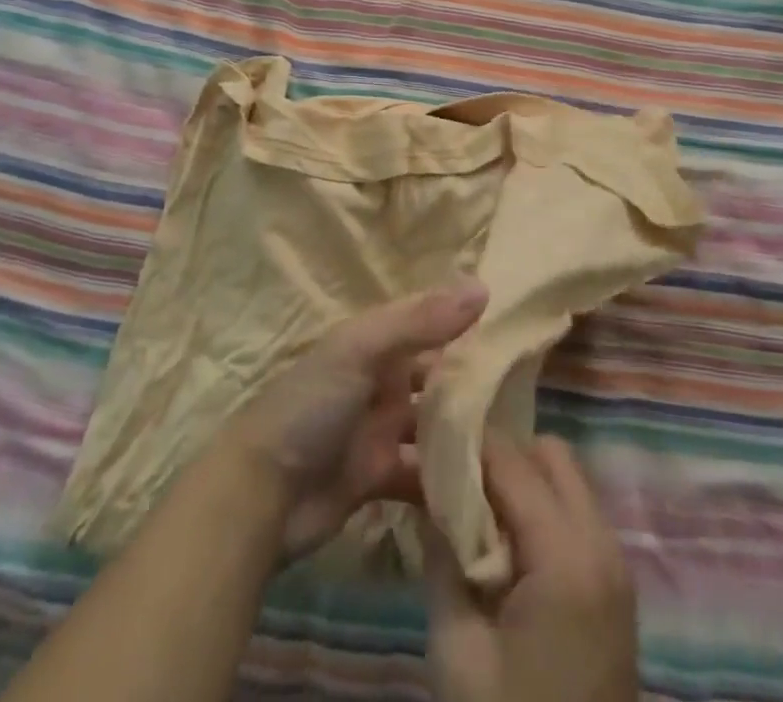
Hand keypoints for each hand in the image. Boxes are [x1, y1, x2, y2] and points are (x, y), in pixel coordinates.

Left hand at [223, 280, 488, 561]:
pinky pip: (422, 477)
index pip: (428, 324)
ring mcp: (379, 432)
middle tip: (524, 397)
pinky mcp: (378, 479)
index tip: (514, 331)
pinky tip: (483, 491)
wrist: (258, 495)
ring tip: (513, 446)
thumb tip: (483, 288)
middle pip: (434, 378)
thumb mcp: (362, 350)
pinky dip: (446, 483)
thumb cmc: (310, 406)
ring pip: (432, 428)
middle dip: (471, 386)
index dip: (464, 324)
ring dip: (463, 436)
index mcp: (374, 343)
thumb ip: (421, 320)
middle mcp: (380, 382)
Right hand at [426, 436, 638, 701]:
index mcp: (566, 556)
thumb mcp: (458, 653)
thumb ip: (442, 559)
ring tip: (474, 510)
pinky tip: (505, 543)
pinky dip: (540, 507)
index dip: (467, 439)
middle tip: (453, 478)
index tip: (428, 430)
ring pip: (567, 479)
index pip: (512, 461)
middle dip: (499, 454)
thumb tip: (426, 494)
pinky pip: (576, 514)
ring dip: (521, 479)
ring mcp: (616, 564)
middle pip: (550, 455)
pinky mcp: (616, 587)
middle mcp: (602, 543)